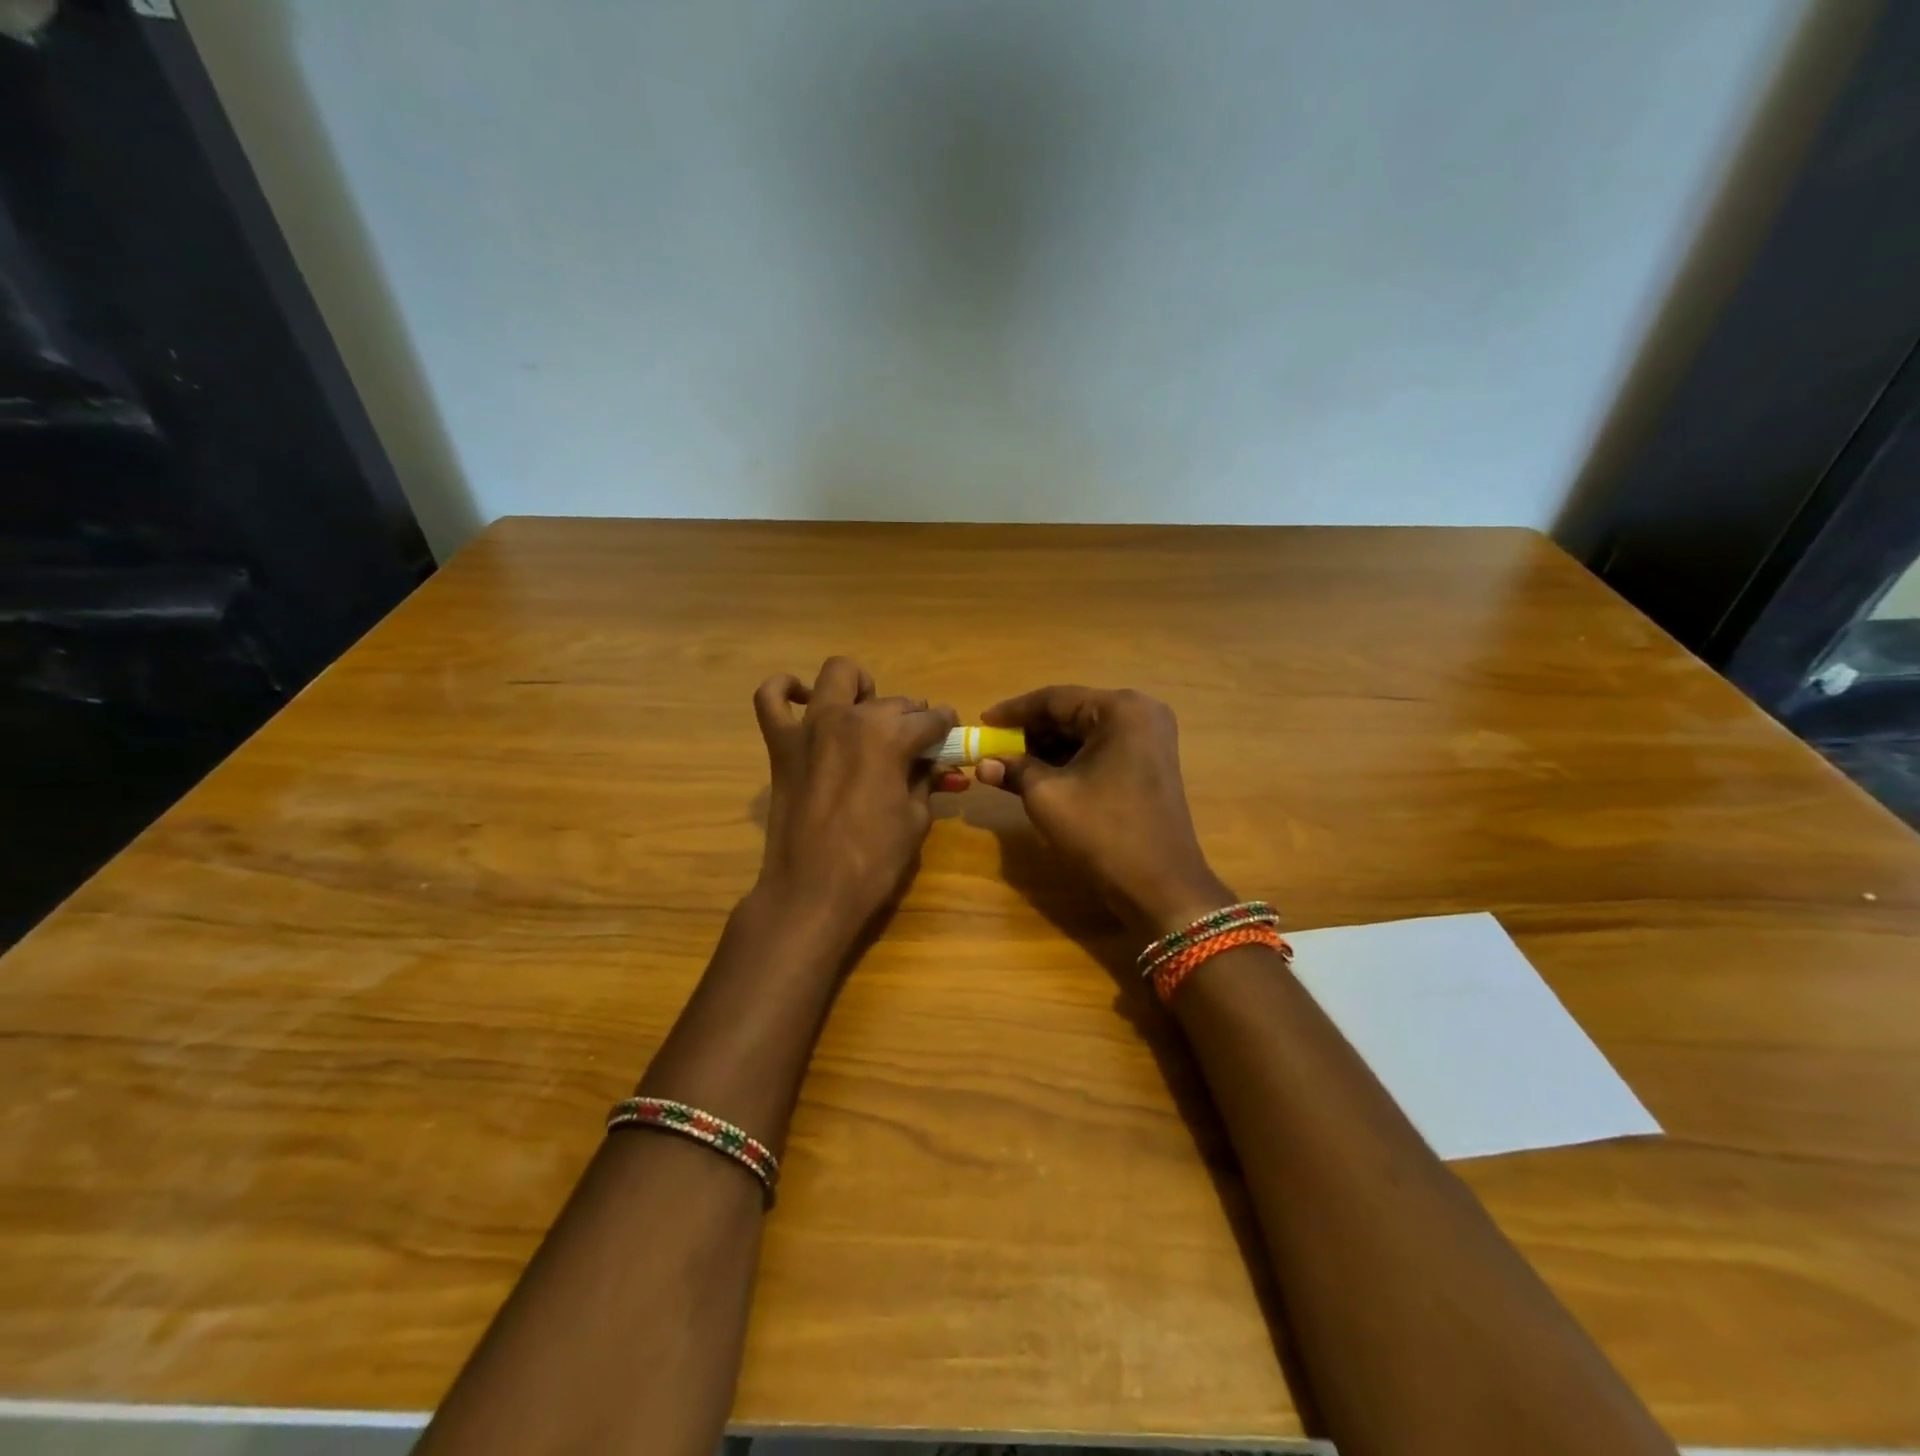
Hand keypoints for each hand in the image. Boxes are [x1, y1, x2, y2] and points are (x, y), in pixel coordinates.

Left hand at [753, 656, 959, 934]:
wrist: (813, 892)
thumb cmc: (873, 861)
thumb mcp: (915, 819)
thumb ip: (925, 780)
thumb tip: (932, 764)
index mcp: (891, 736)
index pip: (931, 719)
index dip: (947, 728)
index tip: (950, 737)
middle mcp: (851, 718)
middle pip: (893, 701)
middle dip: (912, 718)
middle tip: (915, 748)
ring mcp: (810, 727)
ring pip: (838, 675)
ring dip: (859, 688)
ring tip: (866, 714)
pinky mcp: (781, 744)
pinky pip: (770, 699)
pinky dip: (786, 690)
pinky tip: (802, 698)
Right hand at [976, 686, 1233, 939]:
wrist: (1161, 887)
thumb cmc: (1103, 833)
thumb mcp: (1048, 797)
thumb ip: (1014, 770)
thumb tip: (983, 764)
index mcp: (1121, 710)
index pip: (1055, 698)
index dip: (1013, 711)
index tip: (982, 723)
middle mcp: (1141, 714)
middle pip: (1072, 713)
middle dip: (1030, 732)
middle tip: (994, 748)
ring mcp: (1150, 740)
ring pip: (1085, 733)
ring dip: (1048, 748)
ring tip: (1011, 766)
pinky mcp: (1150, 765)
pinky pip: (1101, 750)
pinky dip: (1070, 761)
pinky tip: (1041, 777)